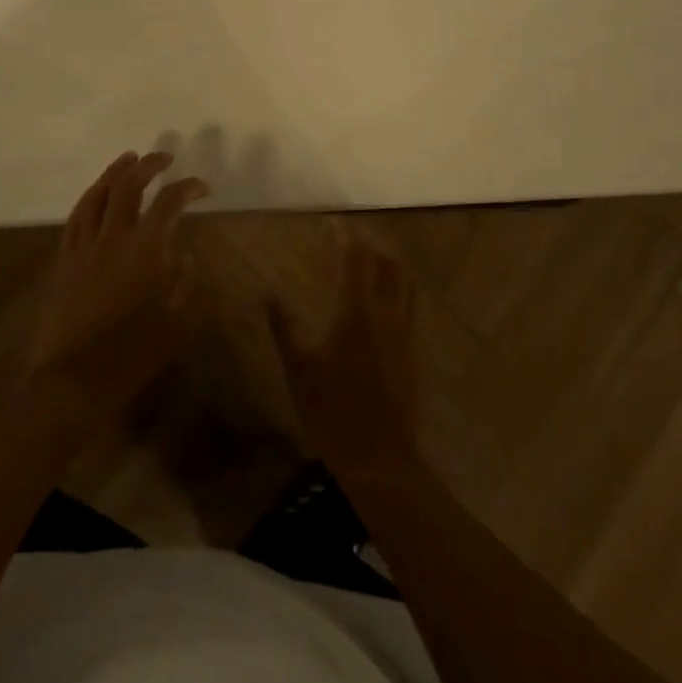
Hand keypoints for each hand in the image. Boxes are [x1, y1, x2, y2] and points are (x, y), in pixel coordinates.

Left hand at [21, 151, 209, 422]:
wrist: (73, 380)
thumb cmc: (131, 356)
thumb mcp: (176, 325)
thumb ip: (185, 283)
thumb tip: (184, 253)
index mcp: (146, 252)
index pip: (169, 203)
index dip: (188, 187)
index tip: (202, 186)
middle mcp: (114, 238)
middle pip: (129, 185)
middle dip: (149, 165)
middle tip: (164, 157)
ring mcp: (84, 245)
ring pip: (98, 193)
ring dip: (116, 171)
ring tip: (130, 159)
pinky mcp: (64, 257)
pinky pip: (77, 215)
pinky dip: (91, 195)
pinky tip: (97, 193)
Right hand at [270, 221, 422, 481]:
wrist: (380, 459)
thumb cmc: (333, 412)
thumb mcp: (299, 370)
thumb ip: (284, 328)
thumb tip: (268, 295)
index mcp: (358, 313)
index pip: (357, 260)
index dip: (346, 238)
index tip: (333, 223)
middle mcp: (387, 315)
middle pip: (388, 265)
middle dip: (372, 245)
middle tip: (351, 238)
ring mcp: (405, 333)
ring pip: (405, 284)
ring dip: (389, 264)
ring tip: (370, 258)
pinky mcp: (413, 352)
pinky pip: (410, 306)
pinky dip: (398, 289)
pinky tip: (382, 298)